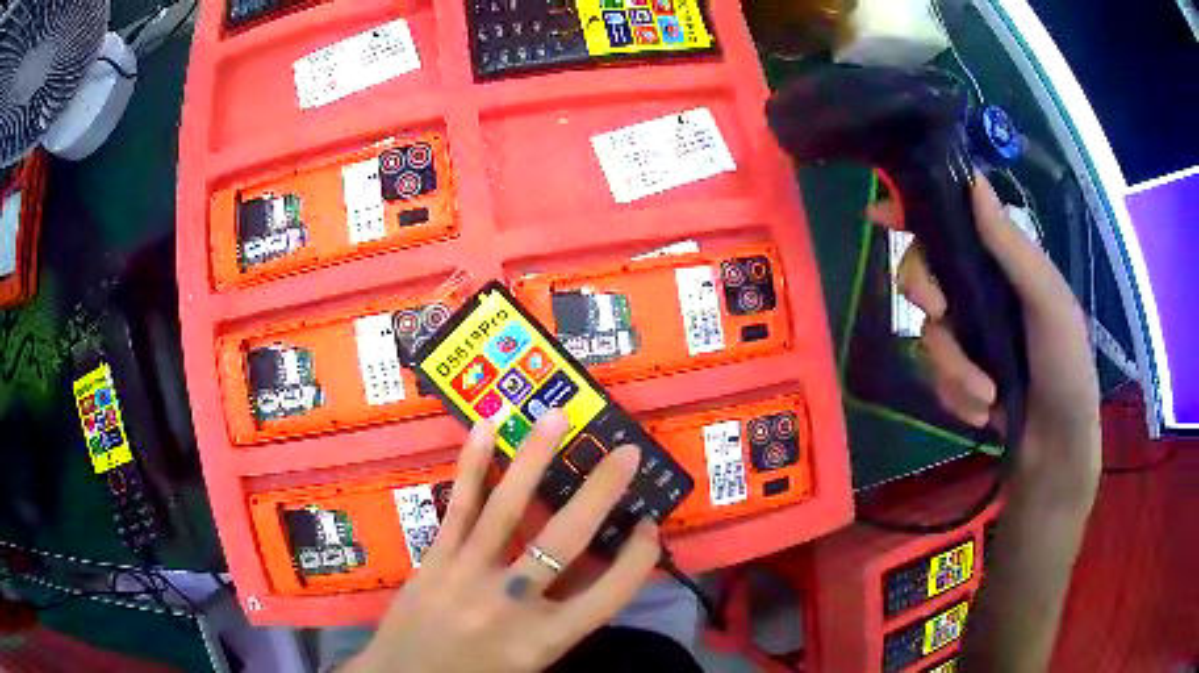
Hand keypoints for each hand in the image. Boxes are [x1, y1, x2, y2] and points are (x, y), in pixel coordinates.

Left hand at [346, 411, 659, 672]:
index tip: (651, 525)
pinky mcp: (435, 559)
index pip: (608, 595)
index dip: (637, 559)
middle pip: (566, 542)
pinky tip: (486, 428)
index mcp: (544, 640)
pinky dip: (474, 465)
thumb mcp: (530, 662)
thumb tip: (587, 569)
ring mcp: (468, 575)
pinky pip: (459, 507)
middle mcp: (511, 604)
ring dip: (535, 458)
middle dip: (600, 492)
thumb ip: (560, 621)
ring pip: (507, 509)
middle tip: (626, 452)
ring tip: (557, 417)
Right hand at [867, 172, 1100, 478]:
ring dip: (954, 368)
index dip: (914, 210)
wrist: (1056, 449)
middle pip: (924, 271)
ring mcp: (967, 337)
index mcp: (1002, 264)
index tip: (883, 212)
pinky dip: (957, 395)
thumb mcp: (1049, 303)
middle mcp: (979, 293)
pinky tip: (984, 411)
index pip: (952, 223)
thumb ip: (1013, 249)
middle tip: (937, 312)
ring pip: (928, 333)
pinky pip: (935, 376)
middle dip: (923, 289)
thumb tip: (974, 184)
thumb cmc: (1066, 367)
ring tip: (986, 395)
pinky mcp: (959, 377)